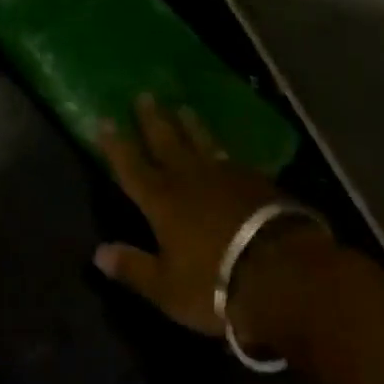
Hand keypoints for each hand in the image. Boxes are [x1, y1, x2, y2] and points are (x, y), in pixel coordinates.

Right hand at [94, 95, 332, 345]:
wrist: (284, 273)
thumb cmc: (216, 283)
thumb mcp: (167, 288)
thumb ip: (133, 268)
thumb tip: (98, 253)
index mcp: (161, 201)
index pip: (131, 167)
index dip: (116, 144)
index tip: (104, 119)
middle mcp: (189, 179)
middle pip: (165, 142)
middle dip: (152, 120)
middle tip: (144, 95)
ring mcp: (225, 176)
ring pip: (201, 141)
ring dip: (189, 125)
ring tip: (182, 107)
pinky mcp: (256, 181)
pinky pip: (231, 156)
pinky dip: (221, 147)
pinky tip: (223, 146)